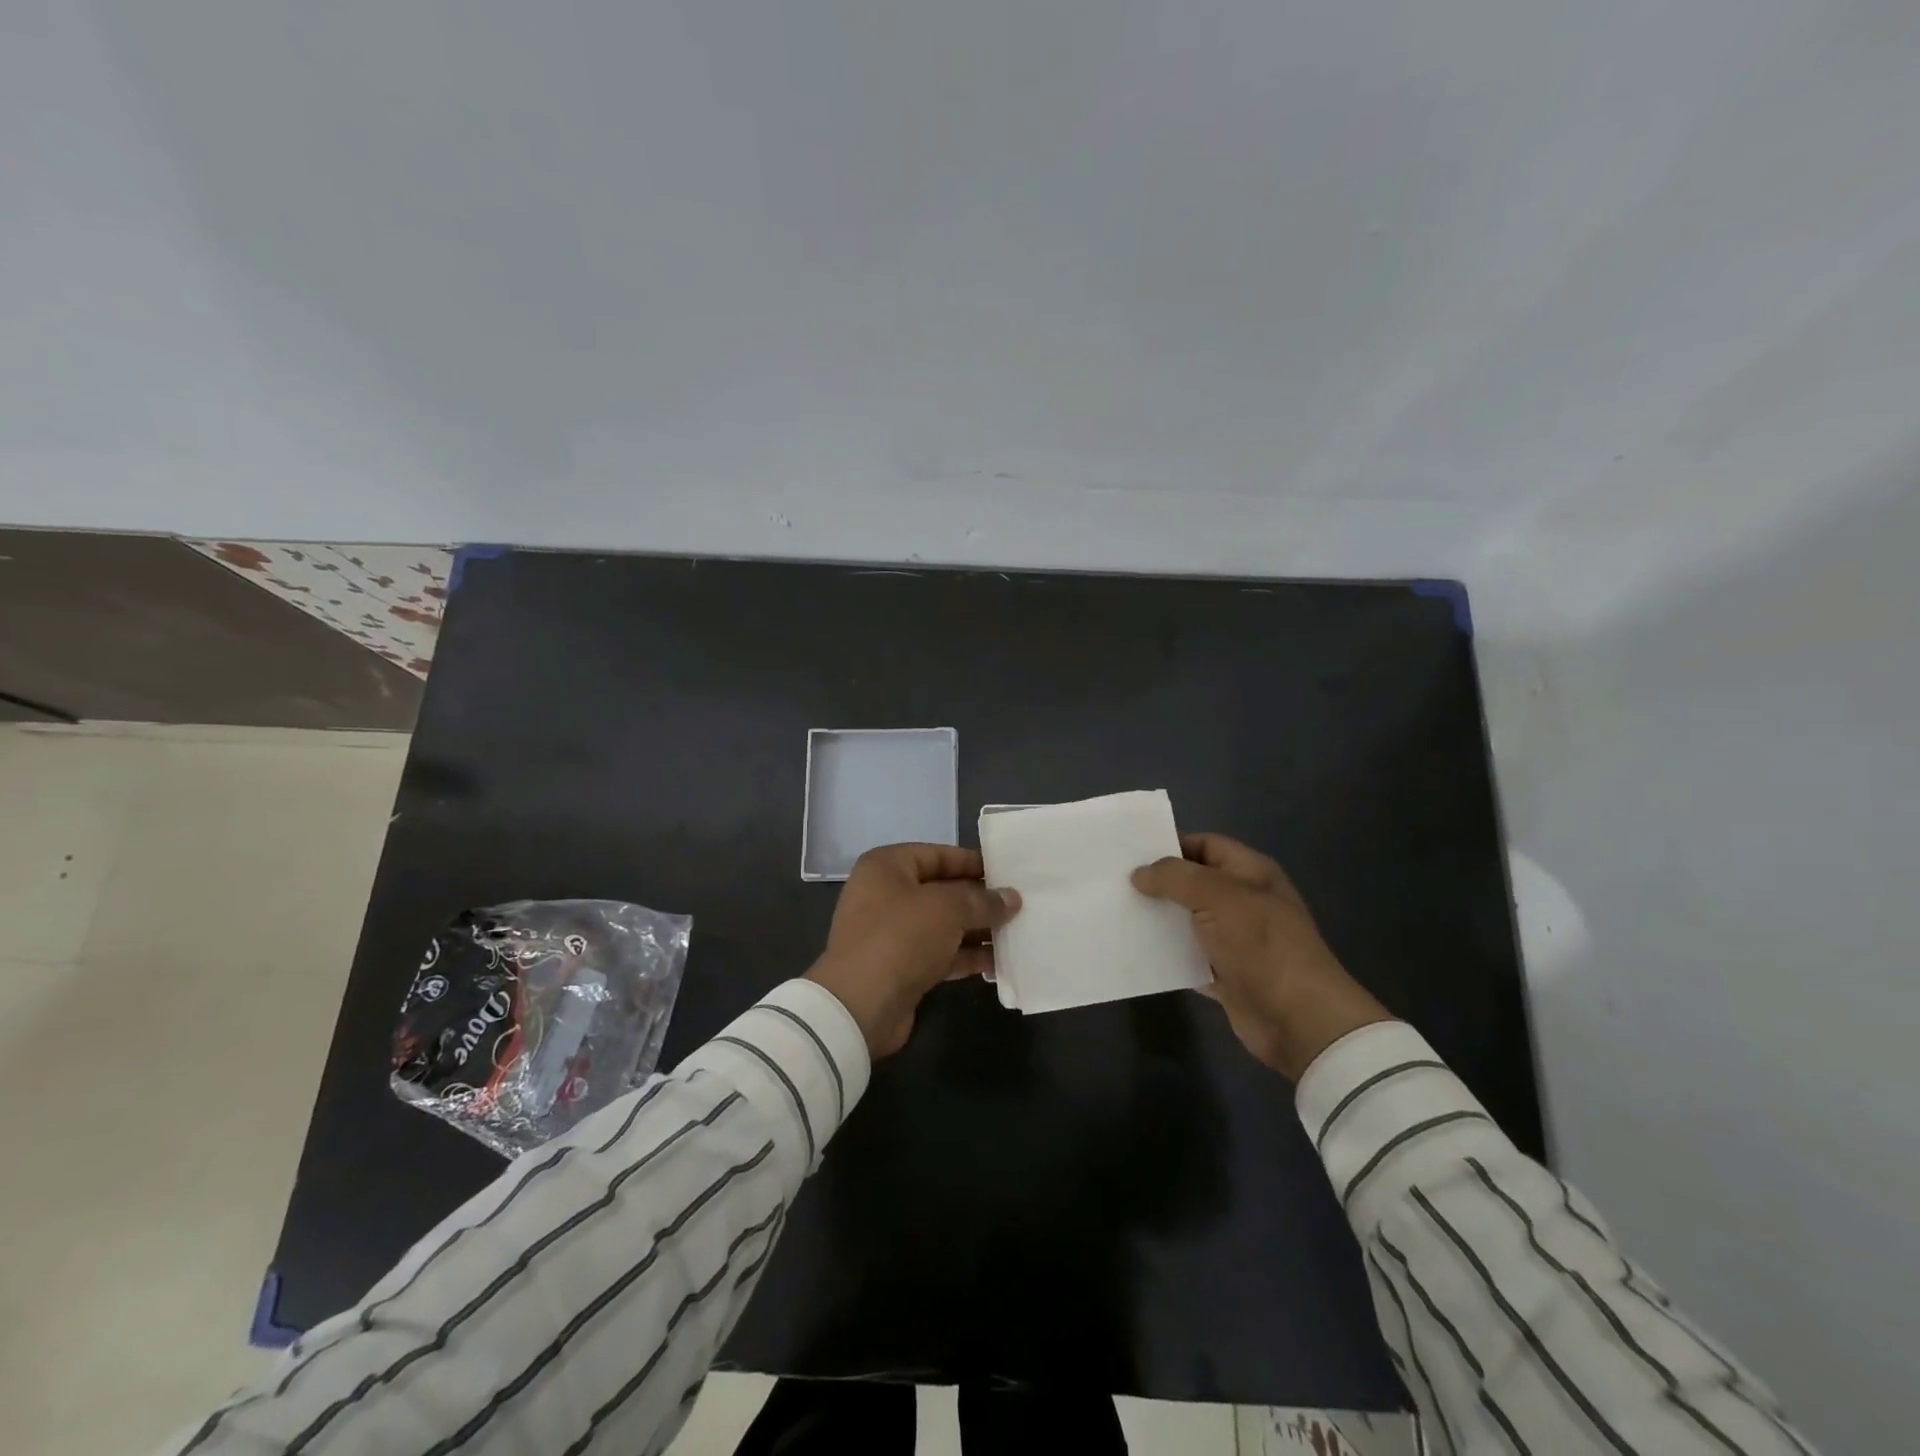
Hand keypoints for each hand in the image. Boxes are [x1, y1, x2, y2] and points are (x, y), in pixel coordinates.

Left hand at [807, 844, 1021, 1058]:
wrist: (860, 1006)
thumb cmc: (901, 937)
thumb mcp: (947, 909)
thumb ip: (982, 900)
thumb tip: (1012, 898)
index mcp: (886, 867)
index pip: (937, 854)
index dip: (972, 862)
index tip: (1007, 872)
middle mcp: (886, 894)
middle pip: (941, 890)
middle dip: (979, 899)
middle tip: (1019, 904)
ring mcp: (891, 933)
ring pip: (943, 924)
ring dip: (977, 929)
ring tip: (1016, 932)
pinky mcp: (900, 967)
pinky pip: (940, 953)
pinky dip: (965, 956)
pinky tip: (998, 961)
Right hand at [1132, 833, 1391, 1079]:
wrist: (1297, 1020)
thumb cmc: (1261, 945)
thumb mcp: (1218, 896)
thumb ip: (1175, 877)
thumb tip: (1139, 874)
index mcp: (1251, 873)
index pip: (1206, 845)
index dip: (1171, 845)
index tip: (1130, 852)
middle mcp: (1243, 901)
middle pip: (1193, 883)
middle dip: (1158, 883)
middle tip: (1114, 882)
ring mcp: (1234, 939)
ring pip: (1187, 920)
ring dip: (1158, 919)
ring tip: (1116, 913)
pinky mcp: (1224, 973)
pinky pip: (1187, 956)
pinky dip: (1165, 954)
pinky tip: (1134, 950)